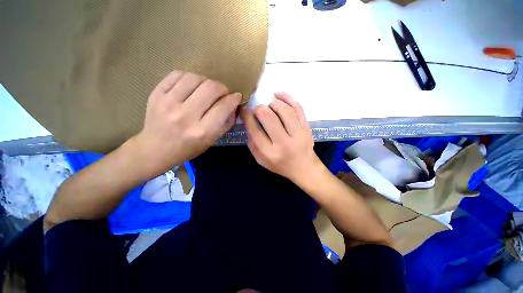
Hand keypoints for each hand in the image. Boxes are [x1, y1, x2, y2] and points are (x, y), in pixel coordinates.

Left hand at [133, 71, 241, 176]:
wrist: (155, 149)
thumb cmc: (188, 148)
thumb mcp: (213, 140)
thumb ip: (227, 122)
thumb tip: (234, 104)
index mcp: (202, 131)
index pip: (224, 106)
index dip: (234, 99)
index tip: (236, 97)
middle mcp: (185, 116)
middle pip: (211, 88)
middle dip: (222, 88)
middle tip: (222, 94)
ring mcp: (168, 103)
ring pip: (195, 78)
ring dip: (206, 81)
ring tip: (206, 90)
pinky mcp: (156, 94)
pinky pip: (178, 74)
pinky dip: (190, 77)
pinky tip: (192, 86)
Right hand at [241, 92, 322, 183]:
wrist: (304, 168)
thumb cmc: (280, 165)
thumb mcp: (261, 160)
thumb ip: (252, 143)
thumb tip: (249, 122)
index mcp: (270, 152)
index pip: (255, 129)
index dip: (247, 116)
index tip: (244, 110)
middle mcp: (284, 143)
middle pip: (269, 117)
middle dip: (259, 109)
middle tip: (258, 109)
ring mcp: (298, 134)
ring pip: (284, 110)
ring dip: (273, 103)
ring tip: (269, 103)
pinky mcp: (307, 127)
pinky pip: (298, 108)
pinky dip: (288, 98)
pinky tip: (279, 94)